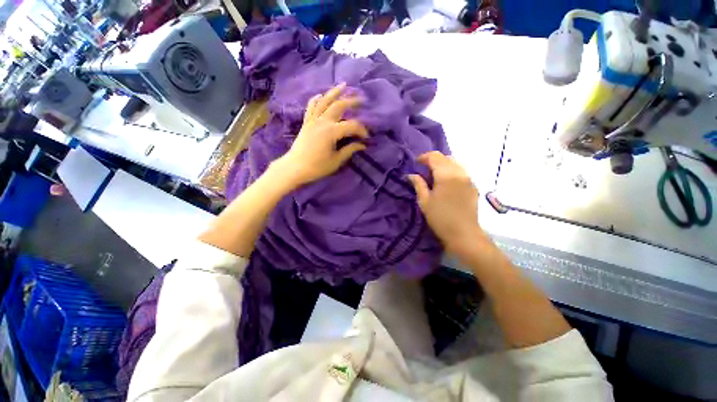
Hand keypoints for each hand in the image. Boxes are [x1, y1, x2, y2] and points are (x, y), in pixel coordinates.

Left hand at [272, 83, 368, 187]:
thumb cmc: (317, 167)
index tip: (366, 138)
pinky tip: (321, 95)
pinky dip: (316, 99)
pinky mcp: (306, 123)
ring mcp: (313, 120)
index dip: (361, 130)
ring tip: (343, 85)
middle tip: (362, 99)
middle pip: (339, 106)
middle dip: (352, 101)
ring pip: (324, 101)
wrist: (295, 167)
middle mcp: (322, 121)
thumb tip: (362, 145)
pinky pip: (311, 106)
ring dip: (334, 92)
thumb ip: (349, 150)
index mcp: (331, 132)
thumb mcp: (336, 161)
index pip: (351, 125)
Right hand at [408, 151, 482, 253]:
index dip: (424, 157)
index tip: (416, 163)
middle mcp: (459, 173)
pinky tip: (446, 182)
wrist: (464, 234)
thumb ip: (418, 184)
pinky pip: (461, 171)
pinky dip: (451, 171)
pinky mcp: (473, 186)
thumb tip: (411, 175)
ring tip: (434, 175)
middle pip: (446, 157)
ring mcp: (468, 179)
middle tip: (423, 169)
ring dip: (443, 165)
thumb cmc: (440, 218)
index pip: (435, 157)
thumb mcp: (425, 201)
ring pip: (455, 163)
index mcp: (446, 175)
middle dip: (433, 160)